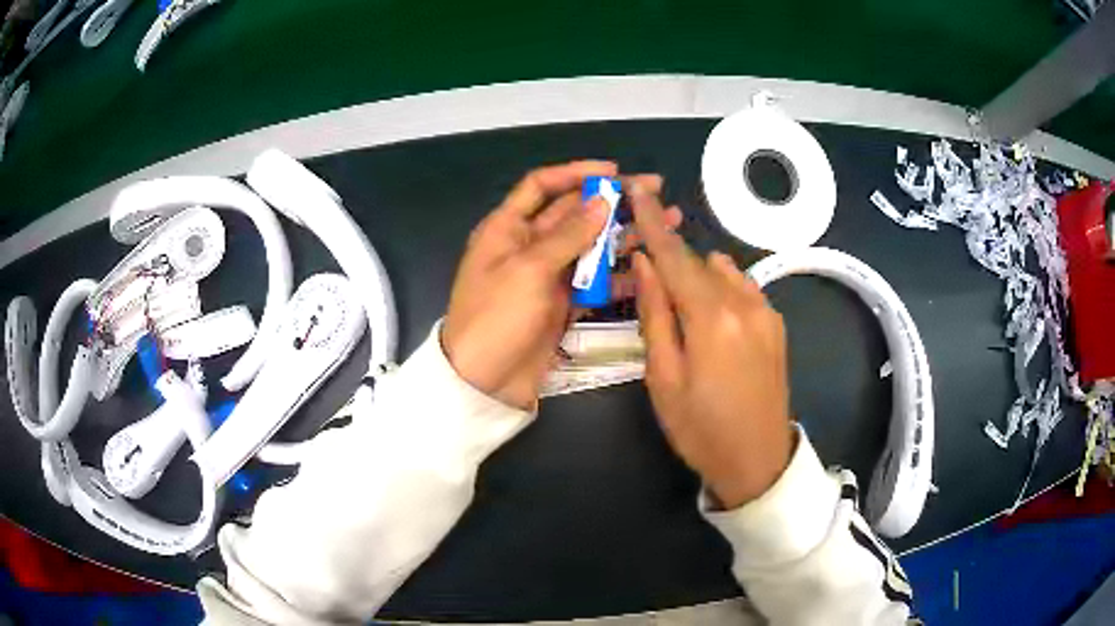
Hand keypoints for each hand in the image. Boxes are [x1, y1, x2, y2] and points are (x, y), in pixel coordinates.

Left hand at [442, 161, 669, 409]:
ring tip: (666, 226)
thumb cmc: (497, 318)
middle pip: (573, 213)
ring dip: (625, 235)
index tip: (615, 173)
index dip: (576, 173)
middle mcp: (528, 245)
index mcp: (507, 227)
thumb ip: (568, 235)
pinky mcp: (563, 303)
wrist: (485, 383)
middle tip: (656, 193)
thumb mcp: (528, 270)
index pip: (542, 185)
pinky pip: (595, 281)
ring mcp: (548, 275)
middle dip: (613, 202)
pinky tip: (648, 269)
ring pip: (590, 246)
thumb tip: (602, 201)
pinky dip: (618, 275)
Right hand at [631, 184, 793, 508]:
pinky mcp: (776, 324)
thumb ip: (655, 314)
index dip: (652, 221)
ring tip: (679, 308)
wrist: (758, 460)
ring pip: (722, 272)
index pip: (674, 255)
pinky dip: (720, 290)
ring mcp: (766, 311)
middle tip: (646, 271)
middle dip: (670, 257)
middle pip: (698, 262)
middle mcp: (744, 302)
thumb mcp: (663, 378)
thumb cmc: (700, 427)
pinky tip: (710, 320)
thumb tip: (645, 262)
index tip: (636, 189)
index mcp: (712, 317)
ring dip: (697, 276)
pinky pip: (742, 288)